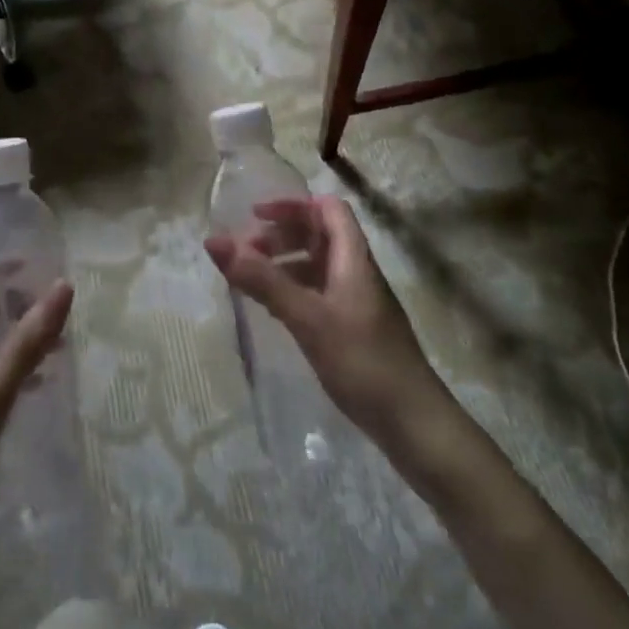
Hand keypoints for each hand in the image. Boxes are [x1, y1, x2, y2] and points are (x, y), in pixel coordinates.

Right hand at [204, 195, 452, 452]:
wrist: (414, 424)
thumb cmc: (363, 362)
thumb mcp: (307, 317)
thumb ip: (262, 279)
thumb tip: (214, 240)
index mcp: (354, 258)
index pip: (328, 209)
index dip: (293, 205)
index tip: (254, 216)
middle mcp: (357, 272)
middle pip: (320, 234)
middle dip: (281, 235)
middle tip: (245, 252)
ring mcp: (357, 302)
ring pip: (317, 265)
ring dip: (284, 263)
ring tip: (250, 279)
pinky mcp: (354, 329)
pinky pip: (318, 293)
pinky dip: (293, 290)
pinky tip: (273, 310)